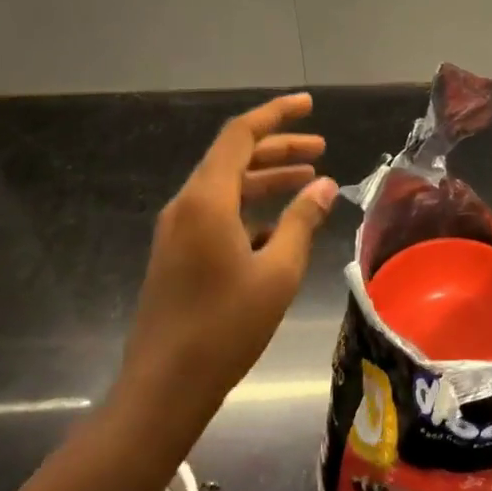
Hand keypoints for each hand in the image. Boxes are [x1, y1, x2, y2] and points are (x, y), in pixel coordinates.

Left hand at [116, 94, 337, 449]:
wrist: (165, 386)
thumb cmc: (226, 326)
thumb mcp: (278, 272)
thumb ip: (302, 222)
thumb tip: (326, 186)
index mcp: (207, 200)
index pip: (241, 136)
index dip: (277, 115)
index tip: (310, 104)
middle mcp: (186, 206)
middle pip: (234, 158)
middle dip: (278, 149)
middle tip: (321, 149)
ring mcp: (177, 231)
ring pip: (227, 187)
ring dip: (267, 179)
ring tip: (309, 182)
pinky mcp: (177, 254)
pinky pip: (217, 214)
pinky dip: (251, 208)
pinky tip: (280, 228)